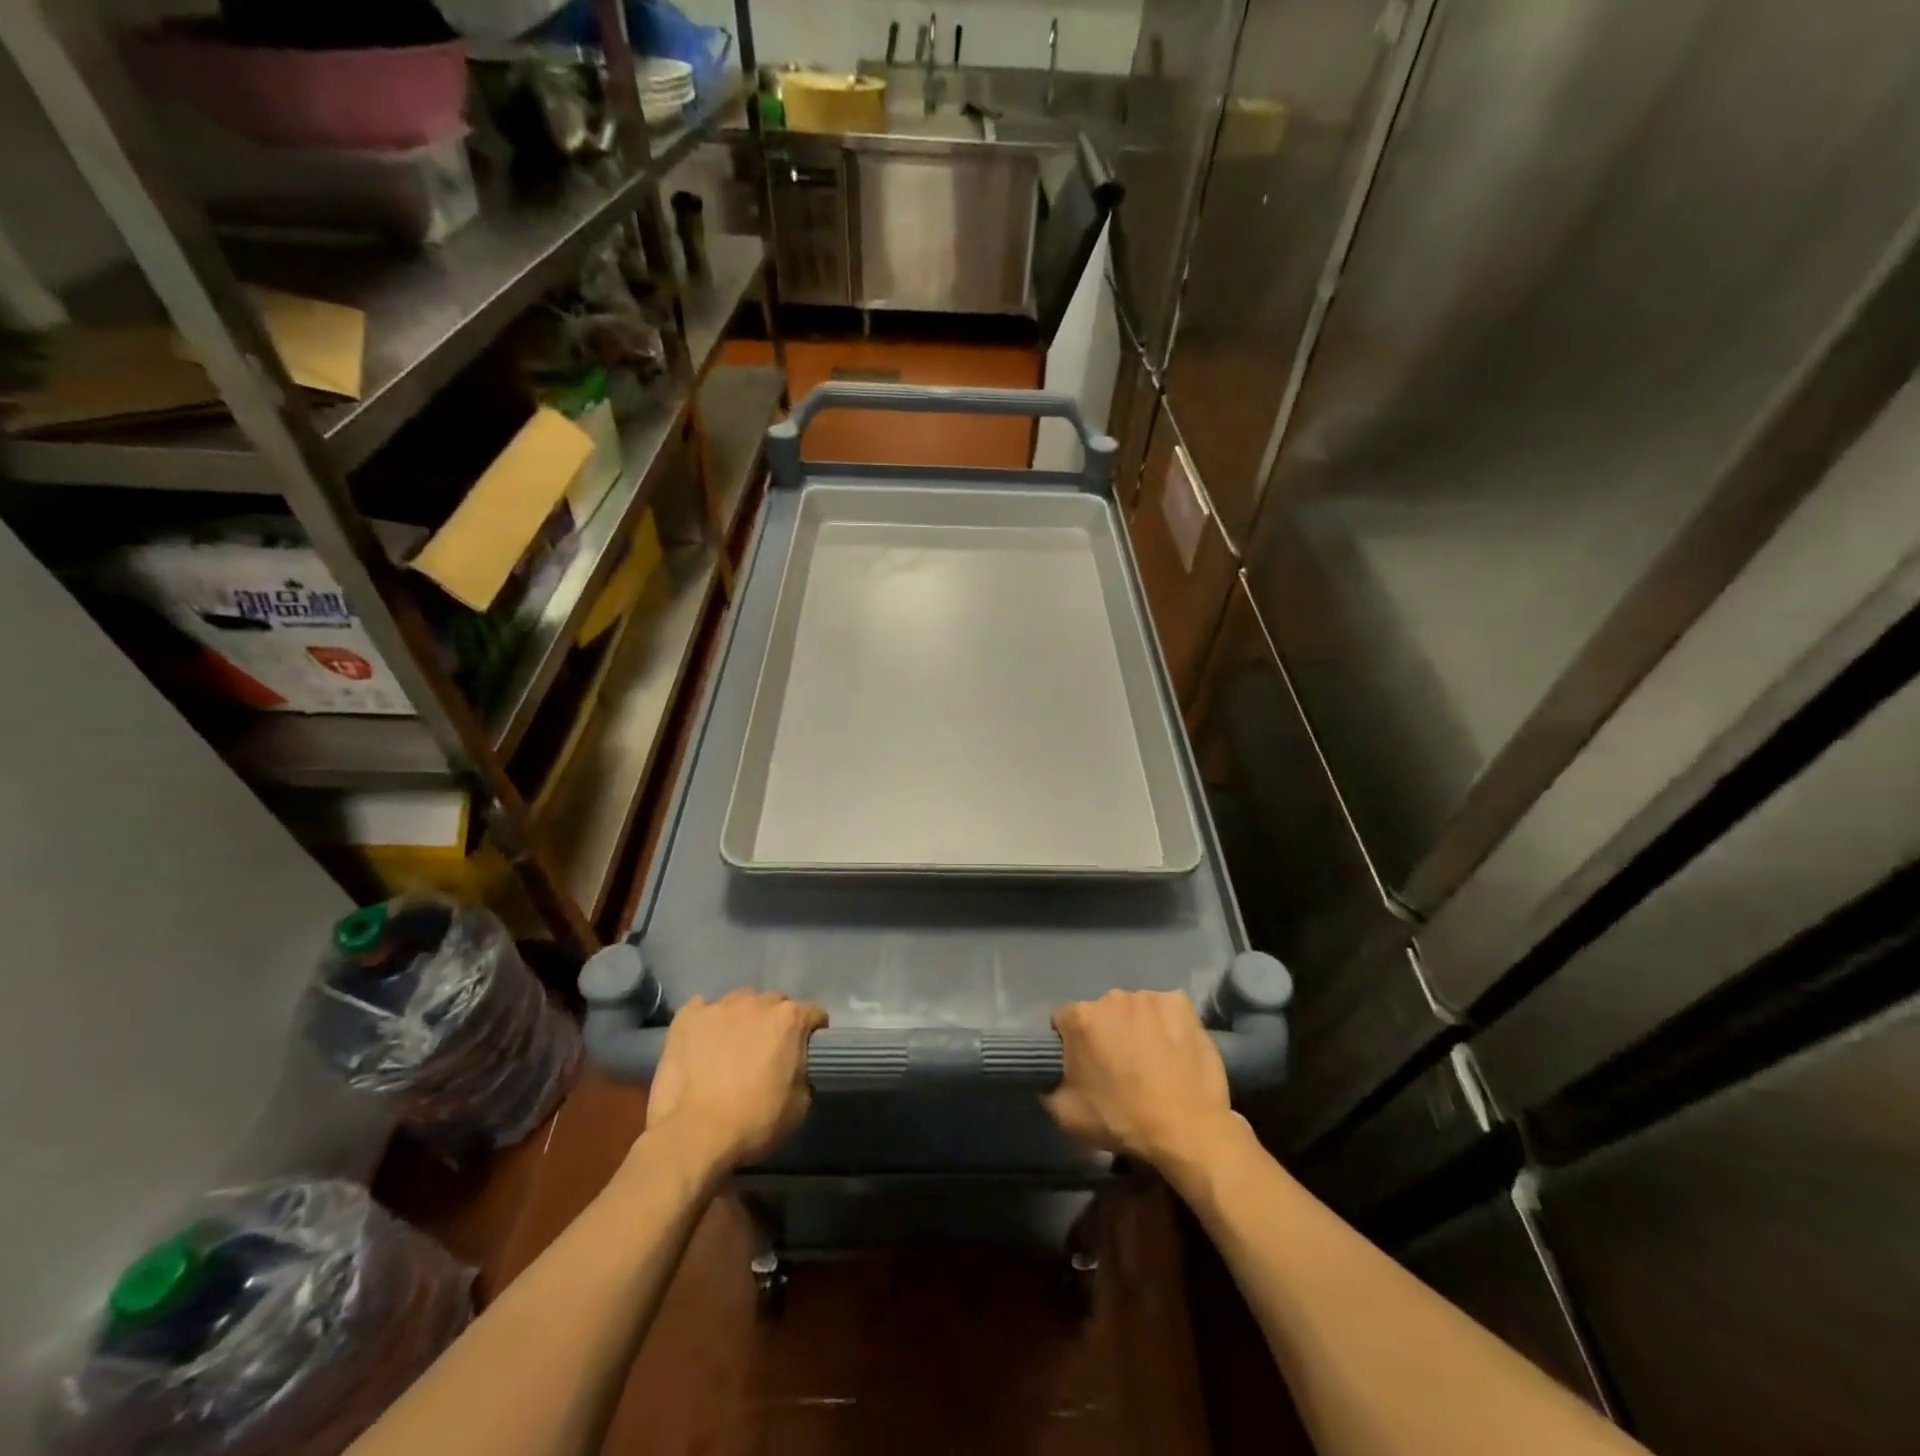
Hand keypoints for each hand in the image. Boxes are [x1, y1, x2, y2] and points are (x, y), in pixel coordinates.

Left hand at [644, 990, 826, 1169]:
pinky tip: (702, 1042)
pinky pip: (701, 1008)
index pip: (813, 1013)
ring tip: (731, 1046)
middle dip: (775, 1022)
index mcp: (789, 1019)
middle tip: (767, 1051)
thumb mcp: (799, 1106)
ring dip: (742, 1019)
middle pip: (775, 1003)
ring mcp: (718, 1007)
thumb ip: (803, 1073)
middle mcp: (756, 1003)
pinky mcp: (686, 1018)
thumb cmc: (753, 1122)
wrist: (693, 1136)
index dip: (813, 1032)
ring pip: (739, 1002)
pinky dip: (706, 1021)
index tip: (806, 1050)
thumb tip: (796, 1068)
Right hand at [1044, 990, 1238, 1167]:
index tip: (1083, 1066)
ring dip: (1137, 1026)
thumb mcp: (1067, 1115)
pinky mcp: (1181, 1003)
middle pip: (1102, 1012)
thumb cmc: (1123, 1121)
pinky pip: (1166, 1009)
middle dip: (1106, 1032)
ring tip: (1151, 1059)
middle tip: (1119, 1065)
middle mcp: (1112, 997)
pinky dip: (1167, 1023)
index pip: (1064, 1021)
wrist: (1187, 1129)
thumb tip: (1049, 1079)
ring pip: (1135, 1009)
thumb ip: (1049, 1087)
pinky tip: (1174, 1048)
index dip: (1070, 1043)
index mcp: (1081, 1018)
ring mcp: (1149, 997)